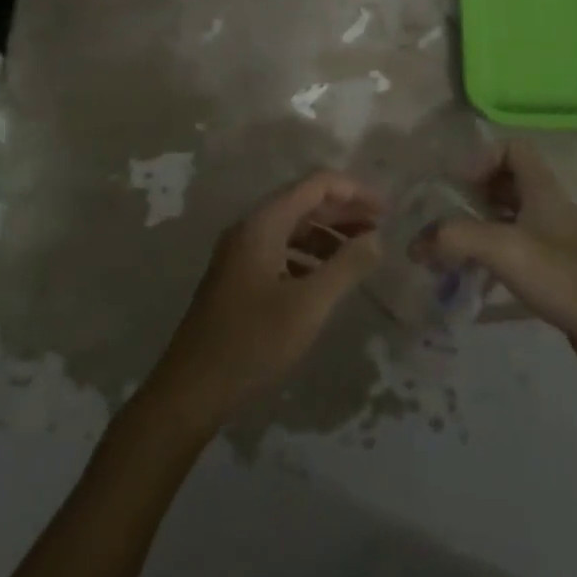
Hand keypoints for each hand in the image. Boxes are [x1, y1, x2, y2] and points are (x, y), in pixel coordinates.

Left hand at [147, 171, 382, 428]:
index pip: (316, 184)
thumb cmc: (252, 343)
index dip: (354, 191)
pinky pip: (282, 249)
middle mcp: (251, 226)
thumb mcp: (307, 306)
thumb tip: (377, 238)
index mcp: (264, 222)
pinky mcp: (239, 276)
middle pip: (305, 202)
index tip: (386, 209)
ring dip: (329, 234)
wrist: (190, 392)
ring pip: (294, 227)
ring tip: (362, 252)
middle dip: (344, 211)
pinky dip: (310, 255)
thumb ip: (345, 267)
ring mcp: (242, 251)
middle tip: (381, 227)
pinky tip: (329, 277)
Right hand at [419, 139, 576, 381]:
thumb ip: (455, 239)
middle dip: (476, 194)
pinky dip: (496, 258)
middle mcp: (548, 206)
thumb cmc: (562, 274)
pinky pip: (519, 251)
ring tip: (454, 250)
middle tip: (448, 216)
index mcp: (541, 187)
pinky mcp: (558, 272)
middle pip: (508, 182)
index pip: (512, 149)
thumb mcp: (502, 248)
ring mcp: (555, 240)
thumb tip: (414, 243)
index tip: (459, 185)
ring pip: (512, 218)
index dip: (483, 158)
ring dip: (483, 228)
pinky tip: (477, 280)